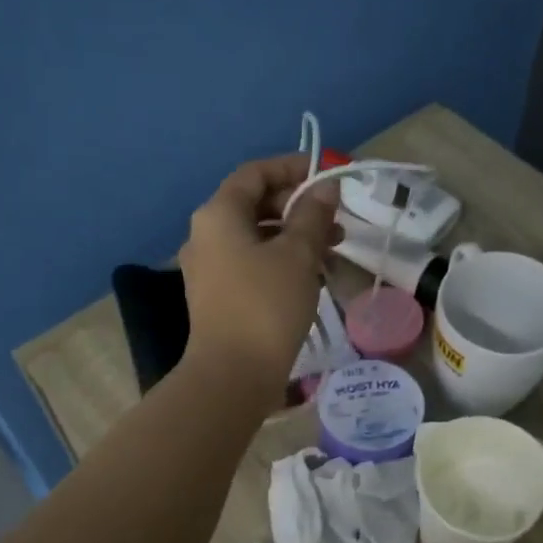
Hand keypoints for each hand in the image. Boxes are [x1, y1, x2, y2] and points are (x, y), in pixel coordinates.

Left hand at [178, 152, 338, 404]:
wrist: (233, 375)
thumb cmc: (266, 305)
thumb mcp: (298, 254)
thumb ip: (312, 215)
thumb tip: (324, 188)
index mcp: (219, 214)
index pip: (255, 173)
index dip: (293, 168)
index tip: (328, 176)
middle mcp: (206, 235)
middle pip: (255, 205)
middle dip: (298, 208)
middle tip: (336, 222)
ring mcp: (208, 268)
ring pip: (256, 238)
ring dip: (294, 238)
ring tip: (332, 252)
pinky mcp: (218, 297)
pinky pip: (251, 265)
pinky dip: (280, 262)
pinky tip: (311, 278)